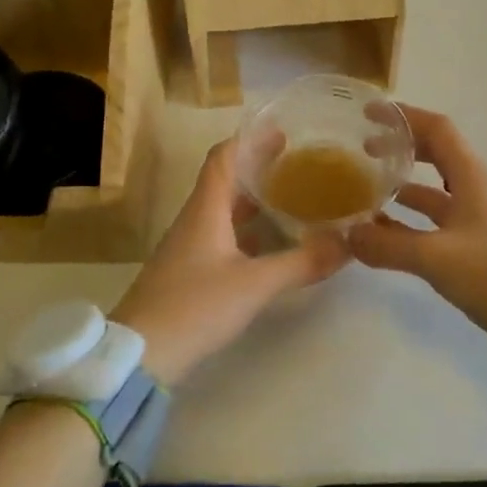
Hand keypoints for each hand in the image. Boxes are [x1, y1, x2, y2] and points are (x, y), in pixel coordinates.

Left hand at [111, 138, 348, 384]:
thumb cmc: (194, 307)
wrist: (140, 355)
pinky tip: (271, 244)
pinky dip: (248, 230)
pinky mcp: (189, 272)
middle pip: (226, 180)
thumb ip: (301, 263)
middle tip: (299, 164)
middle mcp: (195, 220)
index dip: (250, 139)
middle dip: (260, 168)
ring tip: (292, 198)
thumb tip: (346, 243)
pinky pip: (222, 236)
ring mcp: (189, 247)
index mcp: (205, 209)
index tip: (282, 131)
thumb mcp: (254, 284)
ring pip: (224, 210)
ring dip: (255, 200)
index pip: (223, 157)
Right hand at [350, 106, 486, 366]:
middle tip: (362, 149)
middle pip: (434, 153)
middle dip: (399, 147)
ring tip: (364, 189)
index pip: (436, 129)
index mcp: (470, 177)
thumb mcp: (436, 257)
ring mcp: (474, 219)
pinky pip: (433, 222)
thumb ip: (388, 244)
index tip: (368, 113)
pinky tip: (382, 232)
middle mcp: (473, 190)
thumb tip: (347, 234)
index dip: (403, 116)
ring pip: (431, 191)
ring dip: (400, 185)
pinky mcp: (473, 247)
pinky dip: (407, 221)